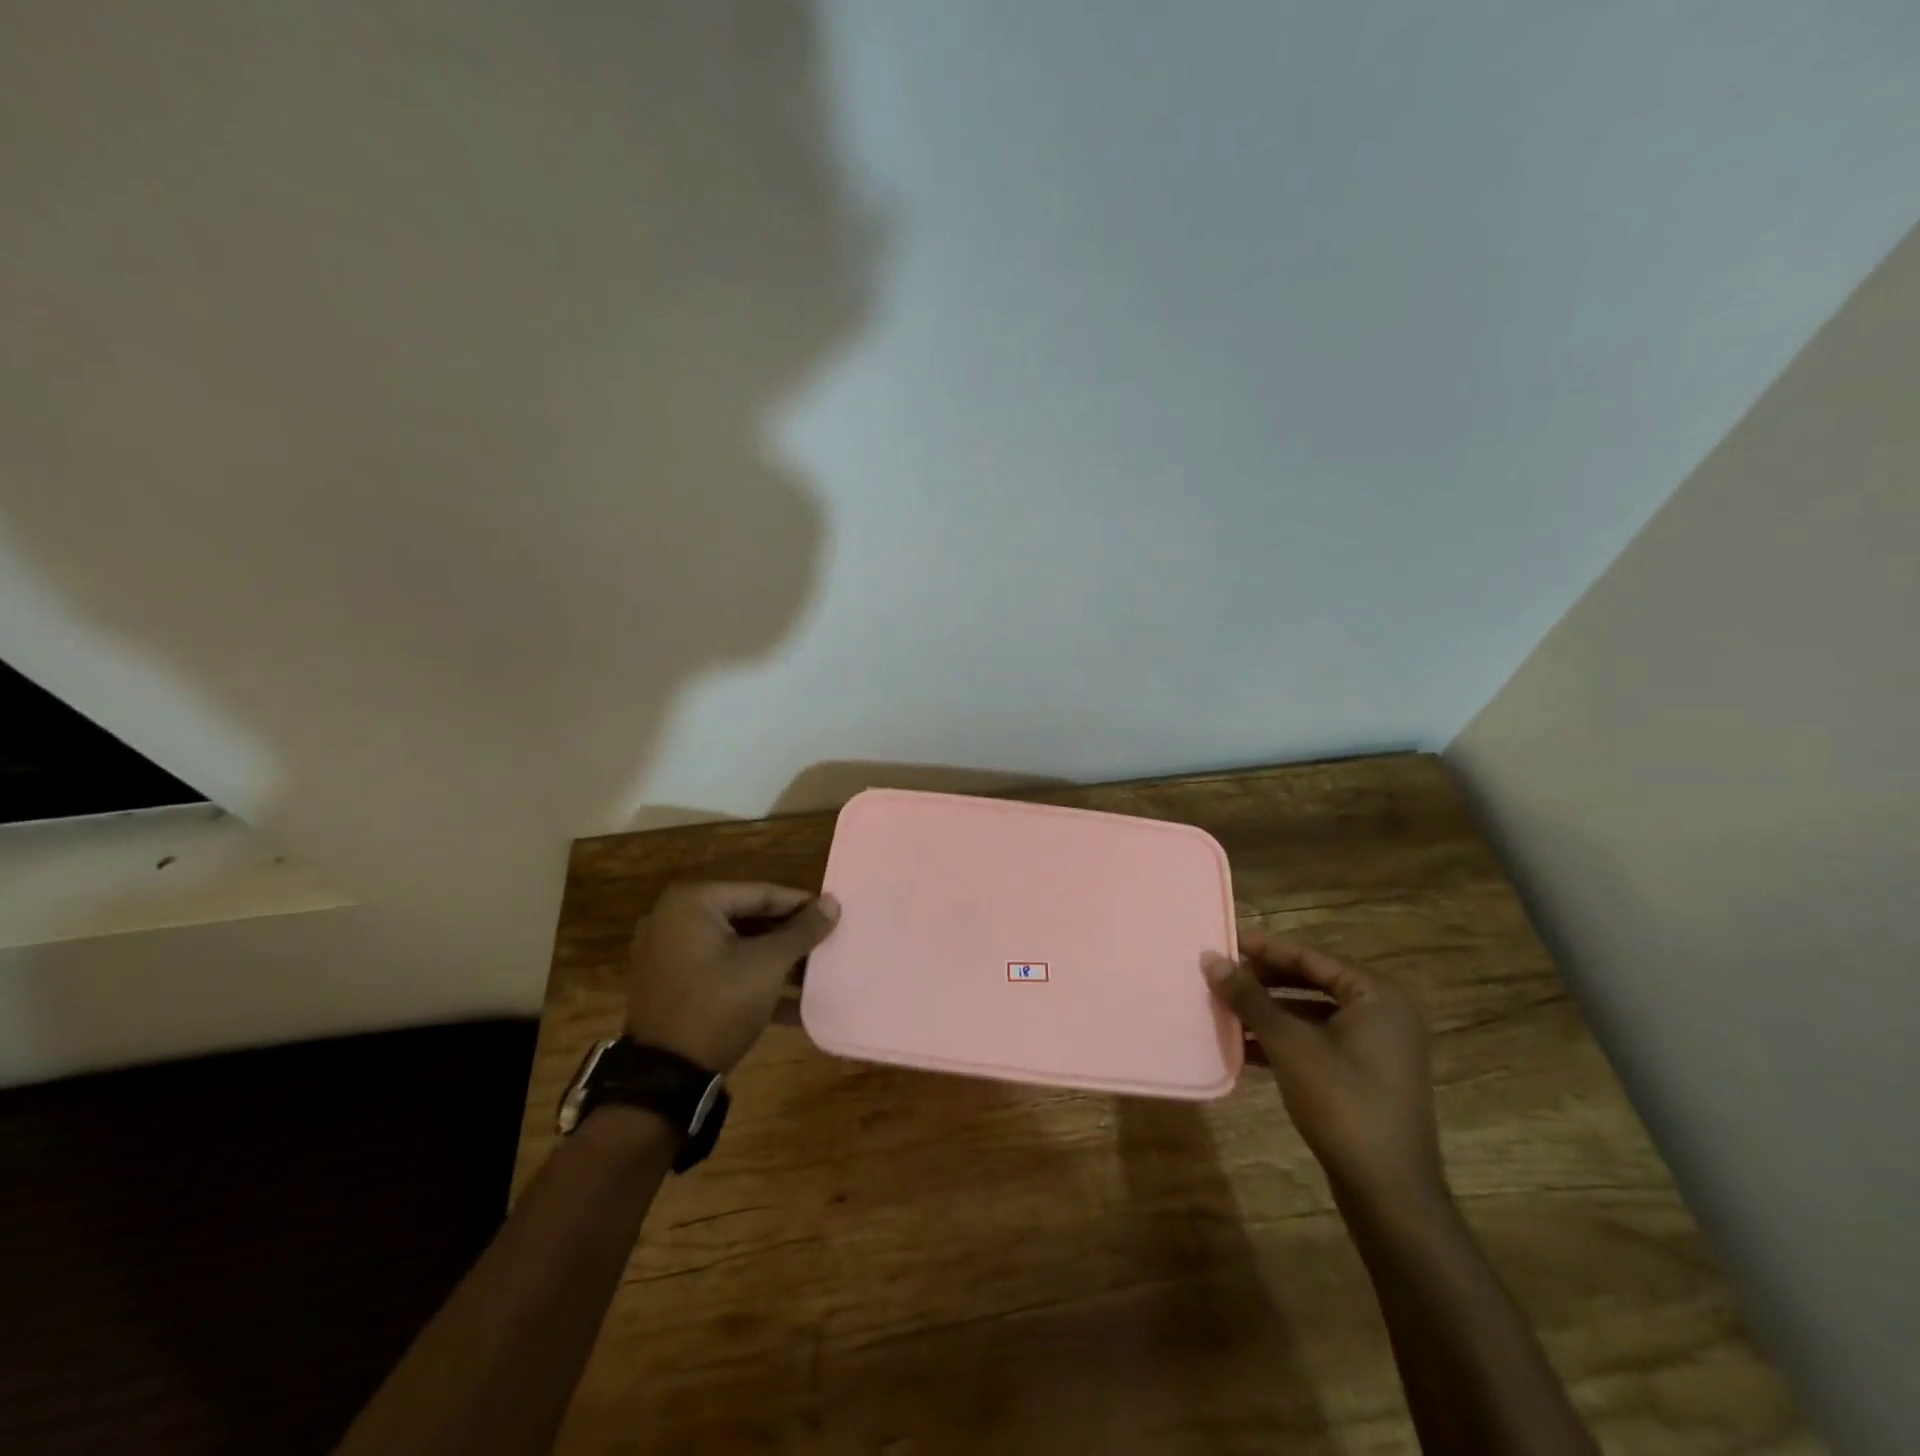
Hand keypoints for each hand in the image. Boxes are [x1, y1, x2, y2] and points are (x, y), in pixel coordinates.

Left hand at [625, 882, 839, 1072]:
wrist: (664, 1078)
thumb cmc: (719, 1004)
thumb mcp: (768, 964)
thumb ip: (802, 931)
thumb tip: (833, 903)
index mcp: (692, 902)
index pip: (761, 893)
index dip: (800, 905)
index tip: (832, 914)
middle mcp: (673, 919)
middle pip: (747, 918)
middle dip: (787, 935)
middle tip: (824, 943)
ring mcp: (667, 953)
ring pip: (735, 946)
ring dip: (773, 960)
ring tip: (813, 973)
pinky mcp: (670, 985)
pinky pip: (719, 970)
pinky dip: (749, 979)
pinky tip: (789, 1002)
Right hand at [1203, 933, 1445, 1214]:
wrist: (1389, 1192)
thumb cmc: (1342, 1102)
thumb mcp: (1289, 1044)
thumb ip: (1249, 998)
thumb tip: (1211, 958)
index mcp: (1376, 996)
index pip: (1311, 957)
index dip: (1266, 949)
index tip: (1226, 942)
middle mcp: (1383, 1014)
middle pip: (1312, 983)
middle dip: (1264, 982)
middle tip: (1223, 976)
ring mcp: (1377, 1048)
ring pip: (1312, 1015)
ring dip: (1269, 1013)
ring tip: (1226, 1009)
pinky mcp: (1366, 1077)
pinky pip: (1318, 1042)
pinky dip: (1284, 1041)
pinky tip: (1244, 1048)